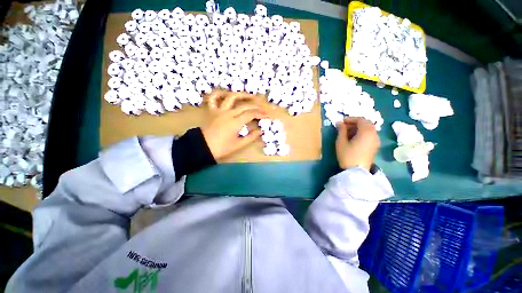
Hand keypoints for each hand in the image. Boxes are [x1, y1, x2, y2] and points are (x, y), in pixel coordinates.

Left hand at [202, 92, 265, 160]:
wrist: (202, 147)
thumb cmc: (221, 148)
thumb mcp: (238, 145)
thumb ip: (250, 137)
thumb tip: (260, 131)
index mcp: (236, 122)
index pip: (251, 114)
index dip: (260, 114)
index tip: (266, 116)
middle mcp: (229, 113)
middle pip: (245, 106)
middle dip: (255, 106)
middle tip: (262, 109)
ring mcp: (219, 111)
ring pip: (231, 98)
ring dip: (241, 95)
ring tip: (249, 96)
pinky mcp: (212, 111)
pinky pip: (213, 99)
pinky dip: (218, 94)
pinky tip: (225, 94)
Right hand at [335, 117, 379, 170]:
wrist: (356, 171)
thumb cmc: (347, 155)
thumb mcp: (341, 142)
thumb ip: (341, 130)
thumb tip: (339, 122)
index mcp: (366, 131)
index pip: (361, 119)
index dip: (350, 119)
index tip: (341, 122)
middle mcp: (374, 134)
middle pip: (366, 123)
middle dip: (355, 123)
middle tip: (344, 127)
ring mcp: (376, 141)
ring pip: (368, 129)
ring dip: (358, 128)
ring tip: (347, 133)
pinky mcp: (375, 146)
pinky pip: (370, 135)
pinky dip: (362, 133)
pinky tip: (354, 138)